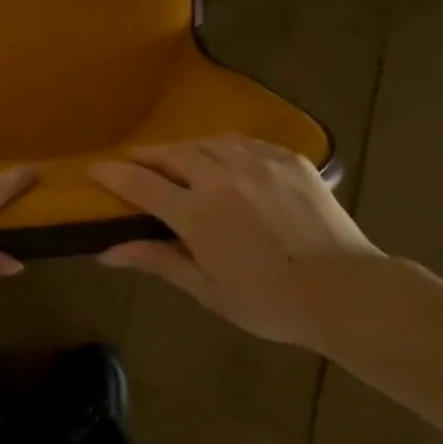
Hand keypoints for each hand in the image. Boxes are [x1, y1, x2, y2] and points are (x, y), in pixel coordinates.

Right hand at [87, 135, 381, 347]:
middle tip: (134, 162)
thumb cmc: (270, 301)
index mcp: (197, 213)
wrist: (347, 292)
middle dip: (146, 156)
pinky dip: (223, 147)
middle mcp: (221, 177)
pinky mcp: (288, 159)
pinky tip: (224, 159)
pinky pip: (244, 142)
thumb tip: (107, 252)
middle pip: (171, 154)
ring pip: (207, 142)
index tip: (94, 170)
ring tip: (178, 160)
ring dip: (184, 149)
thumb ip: (158, 260)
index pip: (140, 183)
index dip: (112, 174)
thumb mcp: (207, 289)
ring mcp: (257, 162)